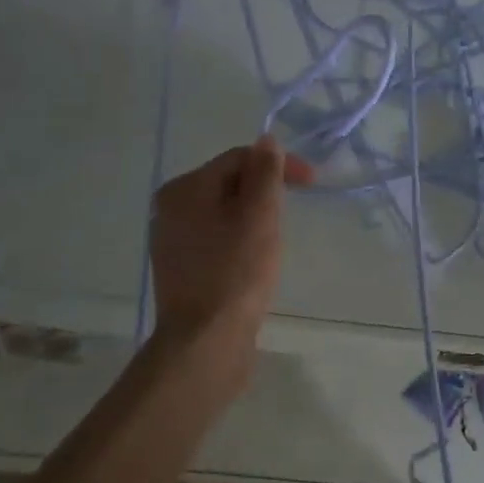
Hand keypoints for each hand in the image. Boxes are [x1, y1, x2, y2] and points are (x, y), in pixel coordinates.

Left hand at [150, 137, 314, 344]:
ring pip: (224, 212)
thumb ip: (265, 173)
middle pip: (229, 183)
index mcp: (185, 188)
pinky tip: (254, 261)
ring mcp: (172, 240)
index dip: (278, 165)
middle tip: (291, 215)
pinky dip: (239, 240)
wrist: (205, 341)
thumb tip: (267, 141)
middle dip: (265, 192)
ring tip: (275, 239)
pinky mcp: (181, 269)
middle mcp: (170, 208)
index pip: (239, 158)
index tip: (313, 184)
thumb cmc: (236, 272)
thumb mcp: (260, 215)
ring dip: (254, 217)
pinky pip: (217, 238)